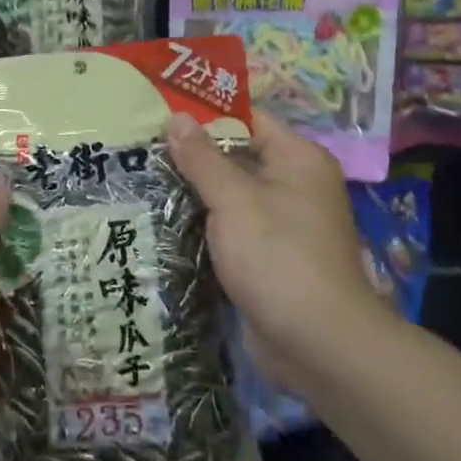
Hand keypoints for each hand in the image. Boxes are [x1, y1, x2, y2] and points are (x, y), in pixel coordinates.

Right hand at [164, 109, 382, 398]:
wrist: (318, 345)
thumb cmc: (278, 257)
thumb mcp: (234, 200)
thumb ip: (202, 158)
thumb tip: (176, 116)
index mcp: (298, 158)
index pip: (247, 120)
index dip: (204, 115)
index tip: (159, 114)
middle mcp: (296, 184)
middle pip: (237, 156)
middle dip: (193, 156)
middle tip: (142, 148)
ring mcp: (284, 222)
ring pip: (232, 195)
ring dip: (195, 193)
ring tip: (143, 180)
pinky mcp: (270, 256)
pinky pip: (233, 227)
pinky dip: (206, 224)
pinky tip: (165, 220)